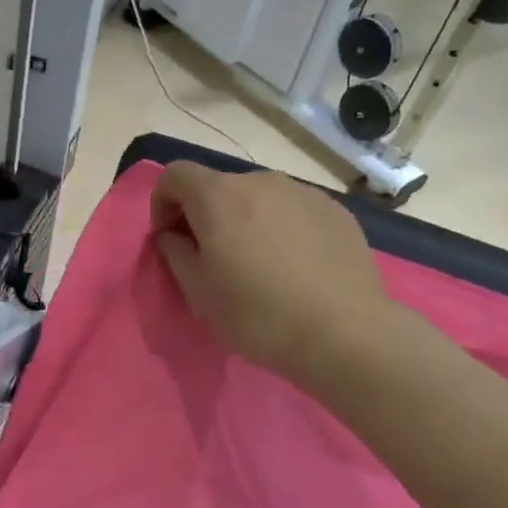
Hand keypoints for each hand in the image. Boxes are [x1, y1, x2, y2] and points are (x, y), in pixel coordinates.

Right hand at [149, 161, 395, 388]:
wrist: (345, 332)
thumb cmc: (257, 314)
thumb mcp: (198, 293)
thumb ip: (175, 254)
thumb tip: (173, 236)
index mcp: (219, 197)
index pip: (175, 175)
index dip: (162, 202)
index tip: (169, 238)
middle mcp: (260, 182)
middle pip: (218, 186)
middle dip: (205, 214)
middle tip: (211, 256)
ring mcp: (303, 192)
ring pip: (258, 197)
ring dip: (244, 220)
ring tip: (257, 263)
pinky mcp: (336, 210)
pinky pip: (293, 210)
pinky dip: (280, 227)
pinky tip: (294, 266)